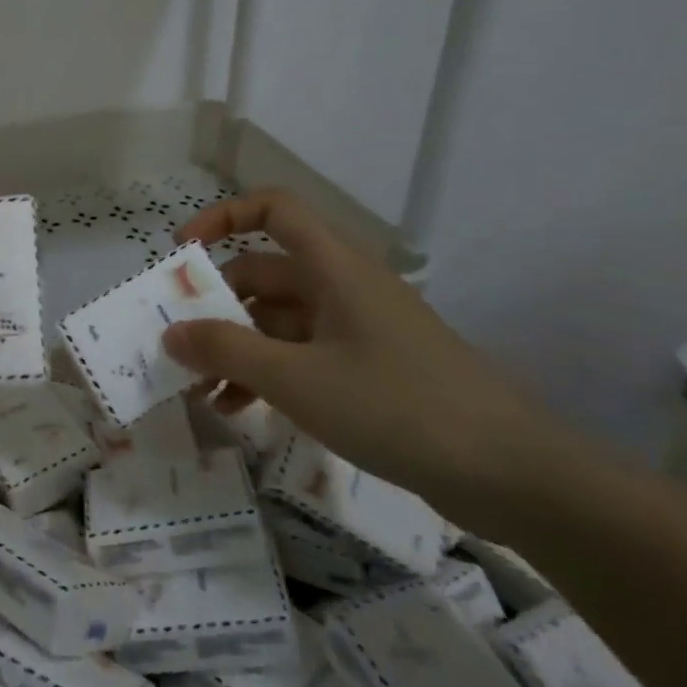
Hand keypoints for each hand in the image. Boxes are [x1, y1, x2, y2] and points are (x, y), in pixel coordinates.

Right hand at [162, 188, 566, 525]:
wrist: (516, 477)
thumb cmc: (398, 407)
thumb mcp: (297, 380)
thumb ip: (225, 352)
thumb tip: (170, 332)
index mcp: (333, 268)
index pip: (272, 209)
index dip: (222, 216)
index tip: (181, 252)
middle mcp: (344, 287)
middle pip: (264, 273)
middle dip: (217, 305)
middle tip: (178, 343)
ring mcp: (359, 330)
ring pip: (279, 322)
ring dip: (237, 349)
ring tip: (201, 392)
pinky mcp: (371, 370)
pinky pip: (303, 356)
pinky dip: (268, 374)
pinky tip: (241, 410)